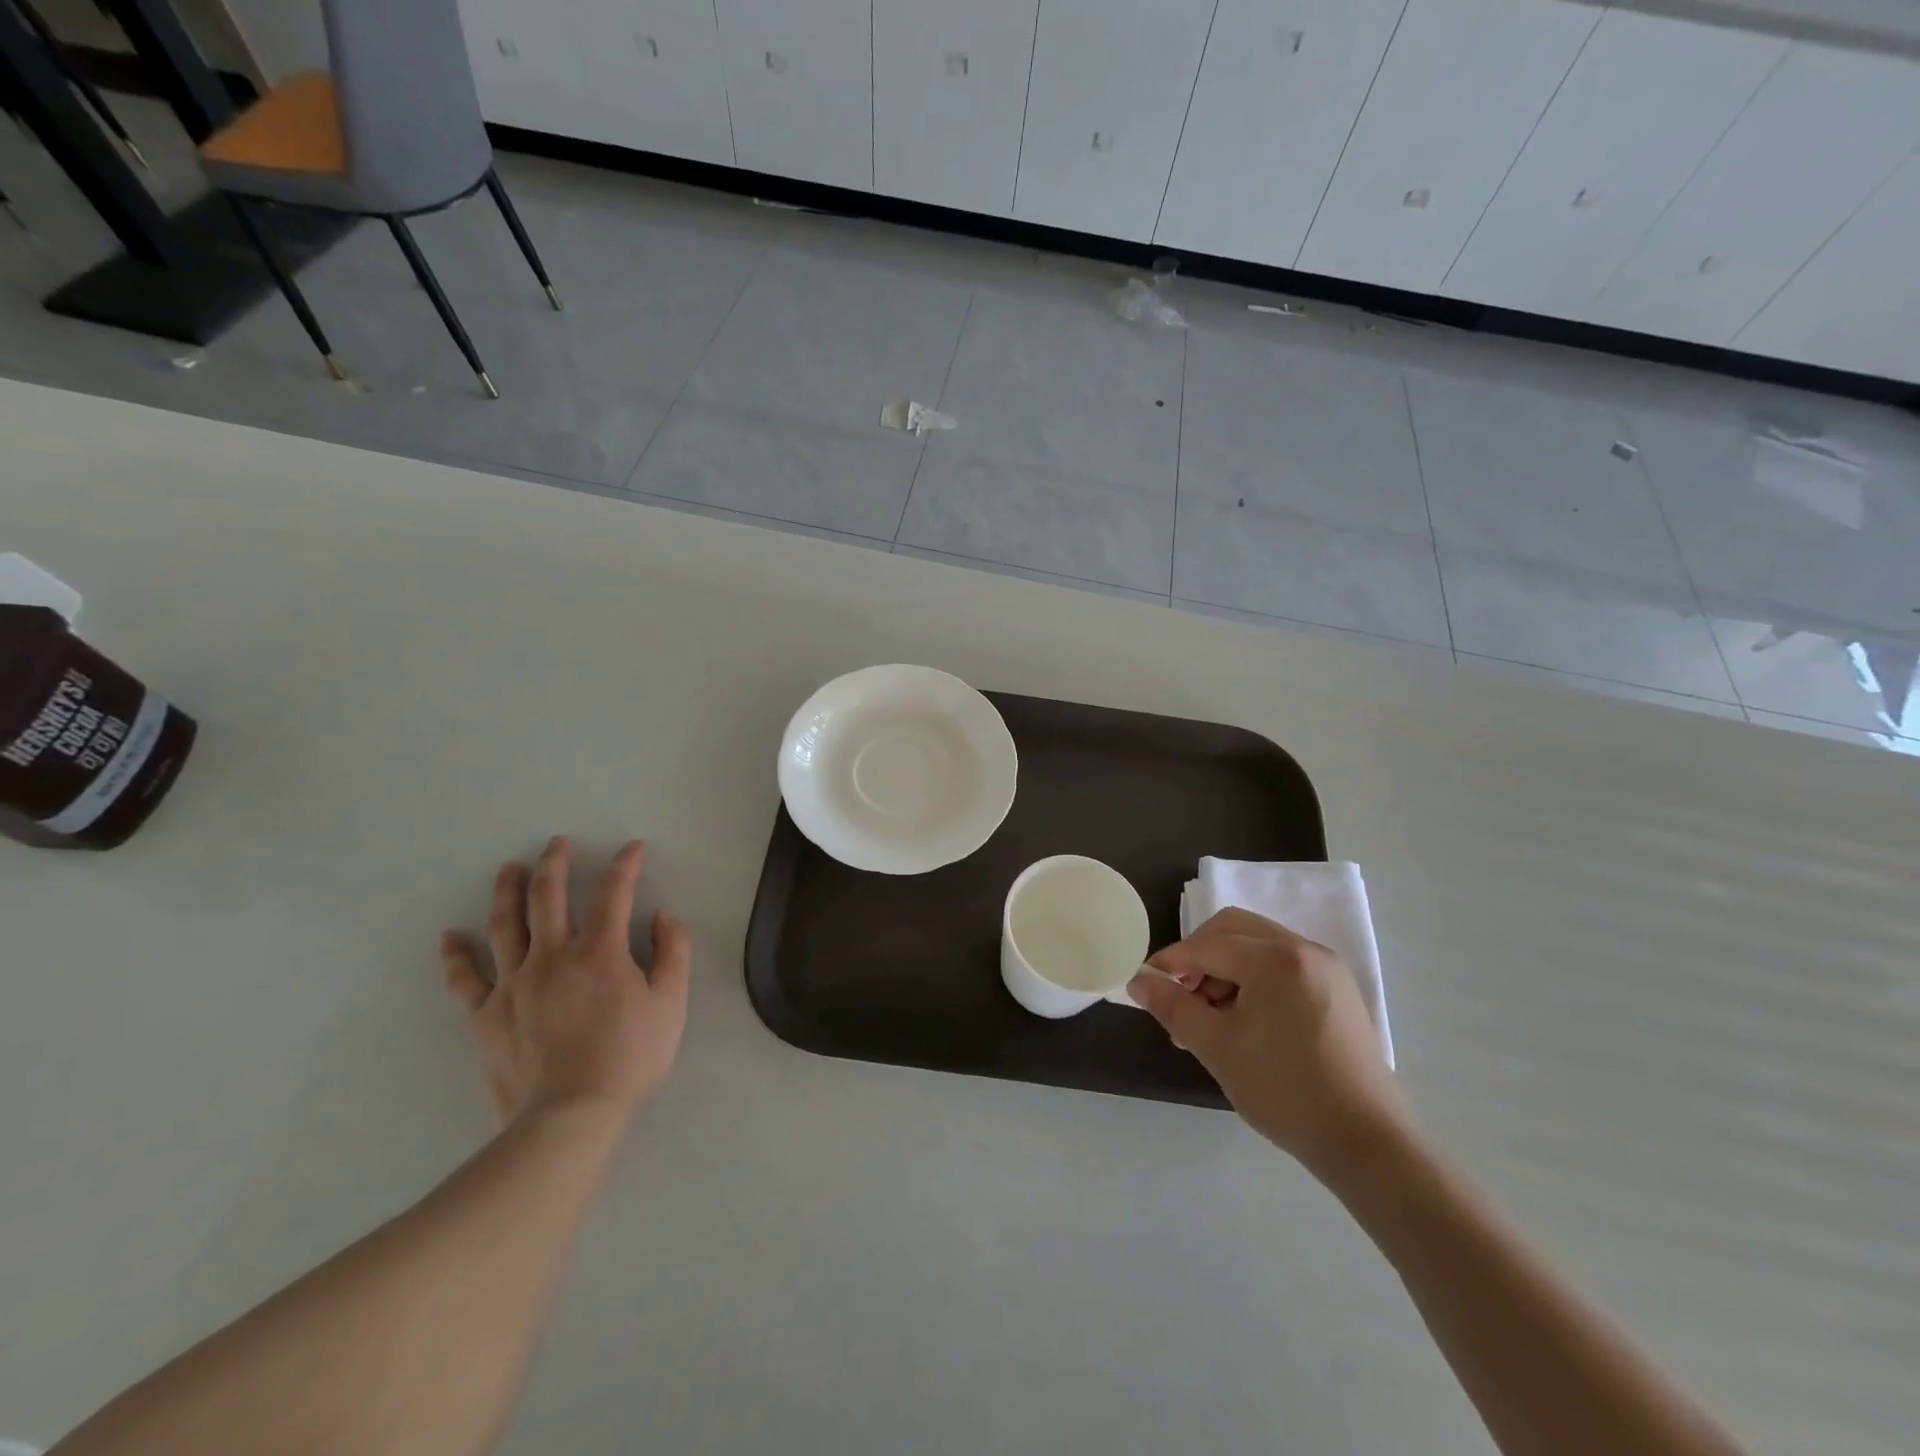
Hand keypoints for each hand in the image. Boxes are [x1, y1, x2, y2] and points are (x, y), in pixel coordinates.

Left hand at [439, 837, 691, 1127]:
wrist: (569, 1115)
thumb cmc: (629, 1057)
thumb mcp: (671, 1003)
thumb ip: (673, 953)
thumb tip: (663, 916)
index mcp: (600, 951)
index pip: (614, 892)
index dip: (625, 864)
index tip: (633, 848)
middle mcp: (553, 955)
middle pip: (547, 896)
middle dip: (555, 863)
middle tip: (557, 843)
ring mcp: (514, 984)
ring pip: (505, 925)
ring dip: (507, 891)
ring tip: (508, 869)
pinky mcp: (487, 1015)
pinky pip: (465, 979)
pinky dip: (456, 956)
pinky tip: (450, 938)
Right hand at [1128, 908, 1406, 1178]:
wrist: (1367, 1144)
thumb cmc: (1285, 1091)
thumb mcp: (1217, 1048)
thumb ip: (1173, 1007)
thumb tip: (1138, 980)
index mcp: (1275, 958)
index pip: (1207, 945)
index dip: (1170, 962)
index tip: (1144, 984)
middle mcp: (1303, 949)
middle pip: (1233, 930)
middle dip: (1199, 957)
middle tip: (1180, 995)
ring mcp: (1326, 968)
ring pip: (1257, 945)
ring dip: (1225, 968)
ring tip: (1209, 1017)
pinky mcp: (1337, 989)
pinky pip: (1281, 964)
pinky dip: (1253, 978)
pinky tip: (1244, 1019)